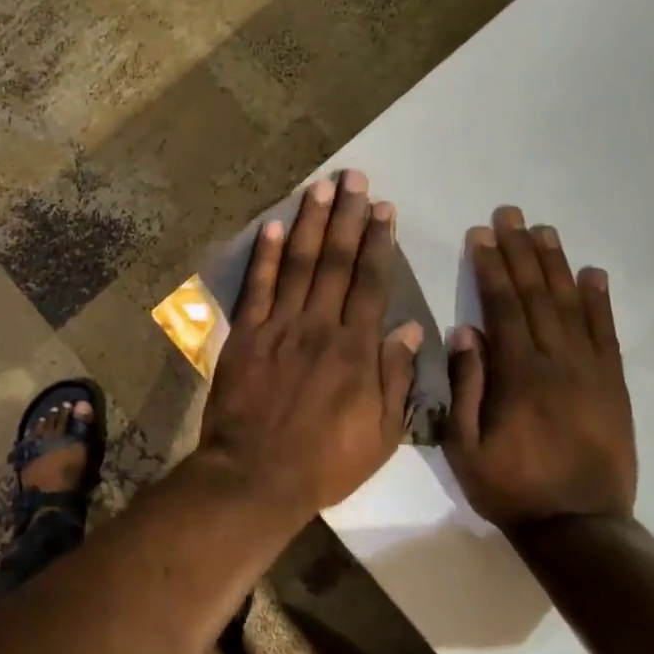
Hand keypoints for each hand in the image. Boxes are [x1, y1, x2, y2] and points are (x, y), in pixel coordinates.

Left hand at [195, 170, 422, 517]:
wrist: (257, 475)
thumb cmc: (325, 461)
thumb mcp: (380, 434)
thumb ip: (394, 378)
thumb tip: (407, 329)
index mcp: (356, 349)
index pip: (371, 283)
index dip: (379, 243)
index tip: (384, 209)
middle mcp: (320, 326)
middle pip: (337, 262)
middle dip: (348, 217)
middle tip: (355, 178)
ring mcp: (279, 326)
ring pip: (300, 264)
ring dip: (312, 223)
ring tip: (322, 187)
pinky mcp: (246, 335)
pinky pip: (258, 287)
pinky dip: (266, 255)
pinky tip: (275, 226)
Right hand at [443, 207, 636, 533]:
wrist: (580, 527)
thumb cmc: (511, 487)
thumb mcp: (465, 445)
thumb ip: (467, 386)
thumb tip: (466, 332)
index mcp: (518, 375)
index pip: (502, 307)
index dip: (490, 267)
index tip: (480, 235)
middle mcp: (557, 362)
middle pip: (536, 295)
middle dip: (520, 252)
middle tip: (510, 215)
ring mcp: (591, 372)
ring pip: (571, 306)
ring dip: (555, 265)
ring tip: (544, 231)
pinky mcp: (613, 386)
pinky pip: (606, 334)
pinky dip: (600, 301)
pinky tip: (592, 274)